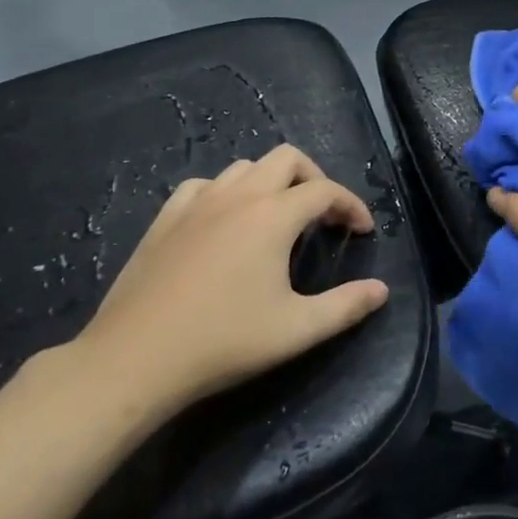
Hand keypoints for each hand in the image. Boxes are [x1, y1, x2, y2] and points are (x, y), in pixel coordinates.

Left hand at [66, 146, 388, 427]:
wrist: (135, 359)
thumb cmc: (223, 342)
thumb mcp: (296, 330)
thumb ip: (346, 306)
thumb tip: (382, 290)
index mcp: (273, 216)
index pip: (325, 190)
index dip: (351, 205)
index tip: (361, 232)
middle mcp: (238, 196)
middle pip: (287, 159)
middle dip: (314, 178)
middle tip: (323, 215)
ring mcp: (197, 203)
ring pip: (245, 167)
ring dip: (271, 182)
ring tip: (277, 217)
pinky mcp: (166, 218)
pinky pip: (204, 185)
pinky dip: (225, 192)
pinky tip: (224, 221)